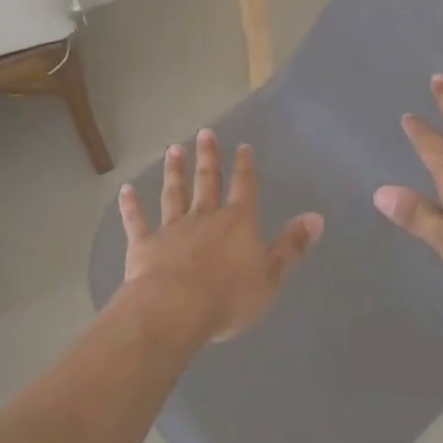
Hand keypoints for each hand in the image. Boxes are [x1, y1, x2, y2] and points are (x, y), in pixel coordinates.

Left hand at [117, 130, 323, 343]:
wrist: (175, 310)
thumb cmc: (229, 296)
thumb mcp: (271, 275)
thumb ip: (292, 245)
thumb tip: (317, 217)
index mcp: (237, 222)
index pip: (244, 187)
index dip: (245, 167)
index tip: (243, 146)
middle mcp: (205, 217)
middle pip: (207, 180)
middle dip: (208, 157)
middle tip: (204, 132)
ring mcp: (172, 229)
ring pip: (174, 193)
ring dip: (174, 171)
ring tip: (173, 149)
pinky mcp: (145, 246)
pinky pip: (137, 221)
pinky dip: (131, 206)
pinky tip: (125, 190)